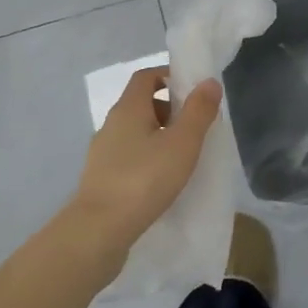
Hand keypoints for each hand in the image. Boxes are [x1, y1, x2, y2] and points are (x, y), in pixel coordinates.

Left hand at [72, 67, 221, 253]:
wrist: (98, 231)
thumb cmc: (144, 179)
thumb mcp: (182, 143)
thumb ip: (198, 111)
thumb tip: (209, 82)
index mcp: (128, 108)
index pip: (146, 76)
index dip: (169, 76)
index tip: (193, 91)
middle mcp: (111, 124)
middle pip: (141, 104)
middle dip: (170, 109)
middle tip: (195, 127)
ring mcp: (102, 152)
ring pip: (135, 133)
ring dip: (159, 136)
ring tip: (183, 157)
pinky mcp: (101, 178)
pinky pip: (129, 157)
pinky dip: (147, 159)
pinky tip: (162, 181)